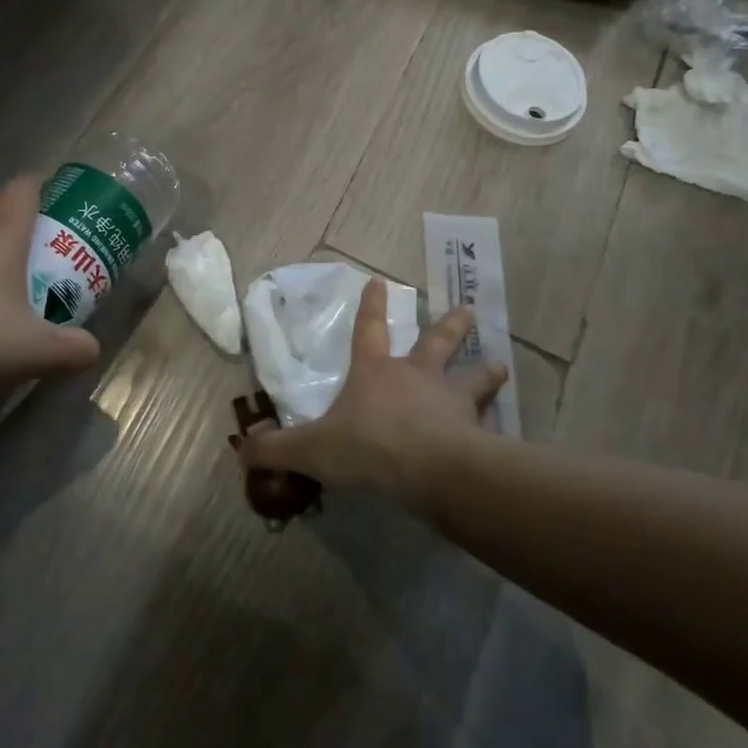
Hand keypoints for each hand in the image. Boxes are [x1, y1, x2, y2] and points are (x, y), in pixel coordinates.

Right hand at [236, 277, 506, 504]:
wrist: (426, 467)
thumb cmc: (366, 446)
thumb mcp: (311, 449)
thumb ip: (276, 448)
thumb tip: (241, 447)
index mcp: (376, 373)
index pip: (369, 330)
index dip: (372, 306)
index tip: (379, 280)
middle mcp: (417, 377)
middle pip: (437, 341)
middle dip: (450, 325)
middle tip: (468, 310)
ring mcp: (451, 400)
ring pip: (473, 376)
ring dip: (486, 370)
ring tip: (500, 365)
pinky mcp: (476, 430)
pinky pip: (490, 422)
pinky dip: (497, 423)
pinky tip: (506, 428)